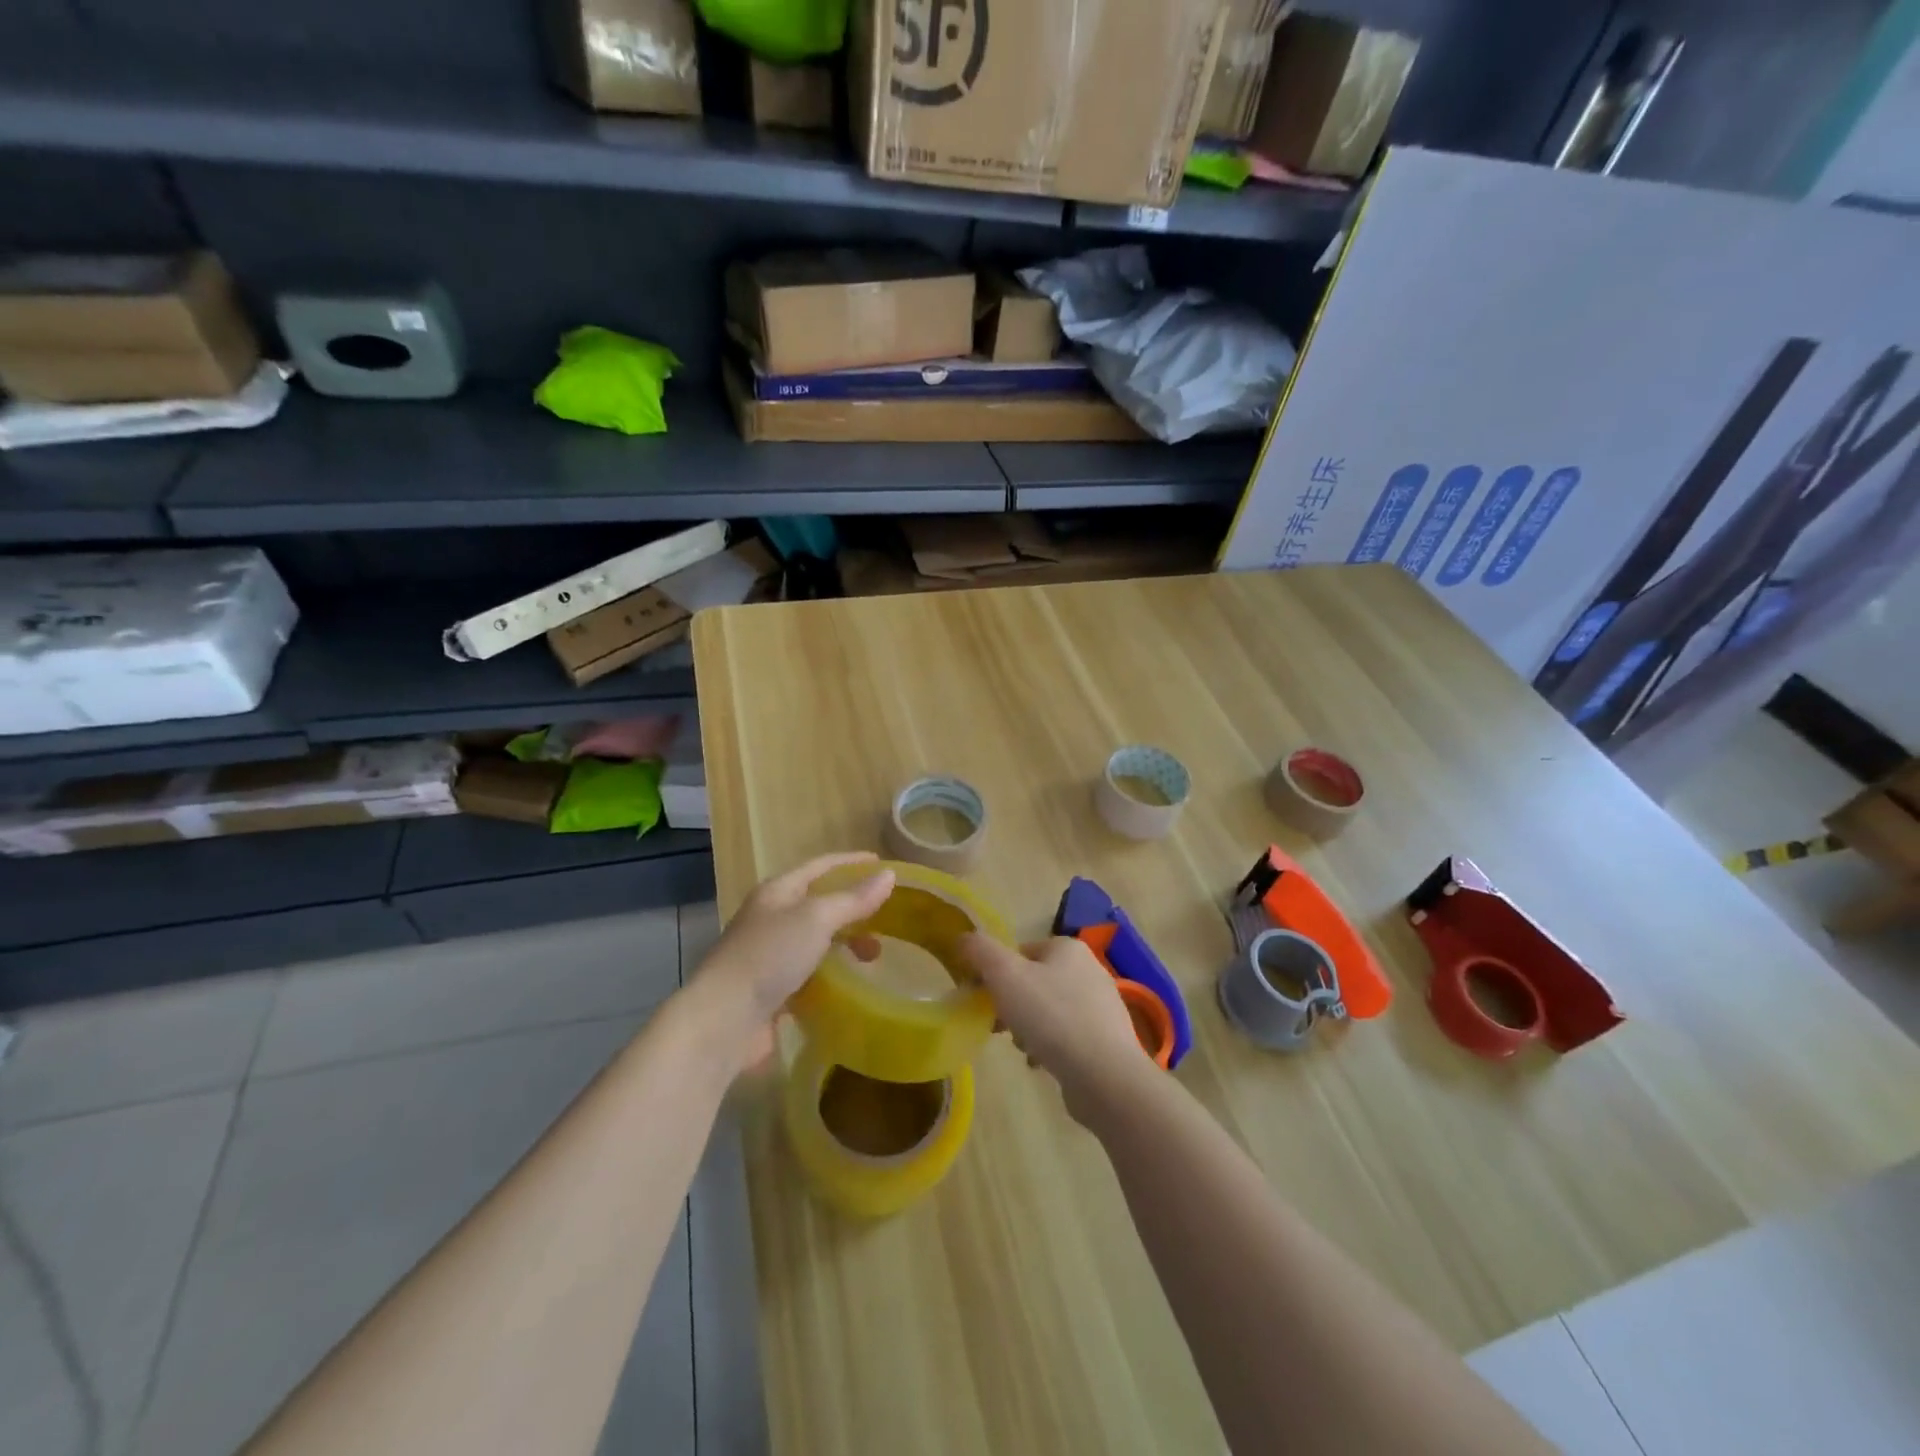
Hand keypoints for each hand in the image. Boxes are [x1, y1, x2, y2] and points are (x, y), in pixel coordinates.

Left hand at [684, 852, 893, 1072]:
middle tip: (885, 920)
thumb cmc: (769, 956)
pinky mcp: (770, 991)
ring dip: (845, 944)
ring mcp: (769, 955)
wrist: (723, 1021)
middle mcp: (771, 918)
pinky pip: (809, 973)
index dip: (851, 862)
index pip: (820, 866)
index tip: (883, 864)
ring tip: (872, 958)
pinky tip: (849, 984)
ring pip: (816, 940)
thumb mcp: (816, 919)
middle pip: (819, 904)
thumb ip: (853, 899)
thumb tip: (889, 875)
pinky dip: (831, 974)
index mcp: (777, 892)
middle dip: (853, 909)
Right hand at [958, 934, 1147, 1123]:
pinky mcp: (1106, 1039)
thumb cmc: (1051, 1016)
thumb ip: (980, 951)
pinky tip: (1041, 1063)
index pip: (1020, 951)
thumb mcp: (1005, 975)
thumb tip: (963, 938)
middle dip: (1012, 1004)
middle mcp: (1089, 969)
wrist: (1104, 1076)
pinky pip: (1066, 1036)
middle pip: (1034, 982)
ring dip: (1029, 1028)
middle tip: (999, 1027)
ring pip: (1048, 1010)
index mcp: (1067, 947)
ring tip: (1023, 1048)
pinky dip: (1050, 1047)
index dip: (995, 974)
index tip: (983, 1000)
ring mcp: (1101, 1006)